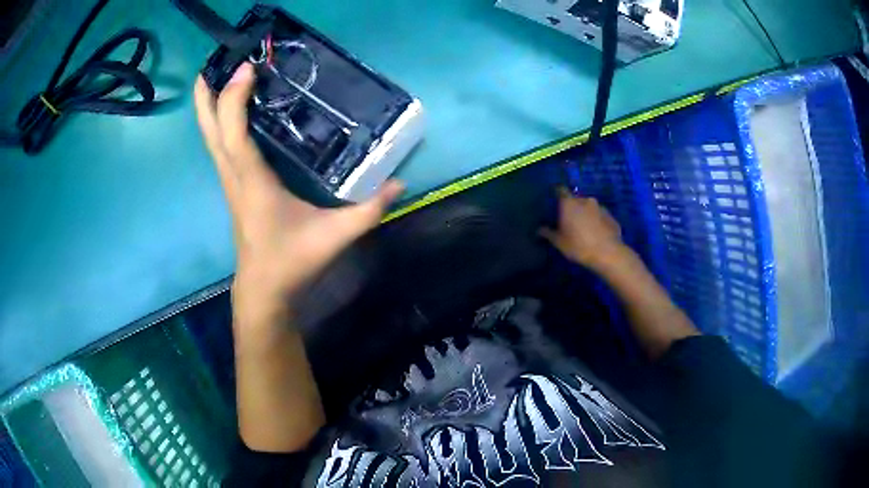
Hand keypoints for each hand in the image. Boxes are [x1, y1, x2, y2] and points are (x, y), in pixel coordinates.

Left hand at [194, 63, 403, 324]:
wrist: (264, 291)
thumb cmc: (292, 263)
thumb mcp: (335, 237)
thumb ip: (369, 210)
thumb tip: (400, 182)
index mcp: (252, 182)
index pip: (234, 134)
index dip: (234, 99)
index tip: (247, 67)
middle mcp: (234, 175)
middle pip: (210, 130)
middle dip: (206, 94)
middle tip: (214, 60)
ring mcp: (229, 180)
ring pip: (211, 137)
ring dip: (209, 104)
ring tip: (216, 73)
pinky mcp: (233, 185)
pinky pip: (220, 145)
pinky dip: (220, 120)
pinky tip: (231, 108)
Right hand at [539, 188, 628, 269]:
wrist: (608, 253)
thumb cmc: (579, 246)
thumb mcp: (559, 242)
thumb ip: (548, 233)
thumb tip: (539, 230)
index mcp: (569, 203)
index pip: (560, 190)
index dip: (557, 194)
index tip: (554, 201)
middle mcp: (585, 200)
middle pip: (575, 199)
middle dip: (572, 207)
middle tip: (569, 220)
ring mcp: (600, 207)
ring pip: (589, 207)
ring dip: (585, 213)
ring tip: (584, 228)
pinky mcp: (611, 216)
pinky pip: (600, 215)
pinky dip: (596, 221)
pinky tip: (596, 233)